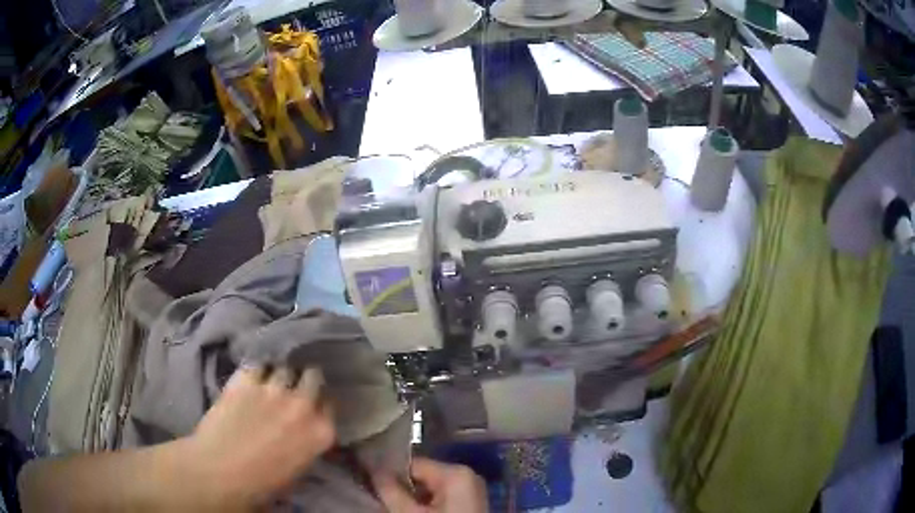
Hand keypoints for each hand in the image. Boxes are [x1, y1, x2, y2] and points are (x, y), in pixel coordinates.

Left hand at [185, 365, 334, 506]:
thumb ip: (307, 443)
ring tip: (268, 382)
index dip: (319, 404)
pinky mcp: (246, 379)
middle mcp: (302, 406)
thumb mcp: (298, 469)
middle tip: (292, 389)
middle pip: (312, 377)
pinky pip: (256, 365)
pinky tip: (249, 378)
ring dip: (278, 375)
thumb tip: (303, 431)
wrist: (220, 471)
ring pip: (283, 368)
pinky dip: (255, 370)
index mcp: (320, 433)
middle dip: (304, 381)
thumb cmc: (262, 484)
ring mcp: (273, 389)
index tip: (311, 405)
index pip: (329, 405)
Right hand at [373, 457, 487, 512]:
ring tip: (398, 508)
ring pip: (431, 489)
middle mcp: (467, 476)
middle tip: (384, 500)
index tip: (373, 484)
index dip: (390, 474)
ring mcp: (472, 490)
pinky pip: (443, 498)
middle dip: (403, 489)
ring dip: (414, 499)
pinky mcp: (471, 503)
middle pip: (423, 477)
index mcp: (456, 473)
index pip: (413, 465)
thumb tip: (374, 470)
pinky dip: (428, 506)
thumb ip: (390, 490)